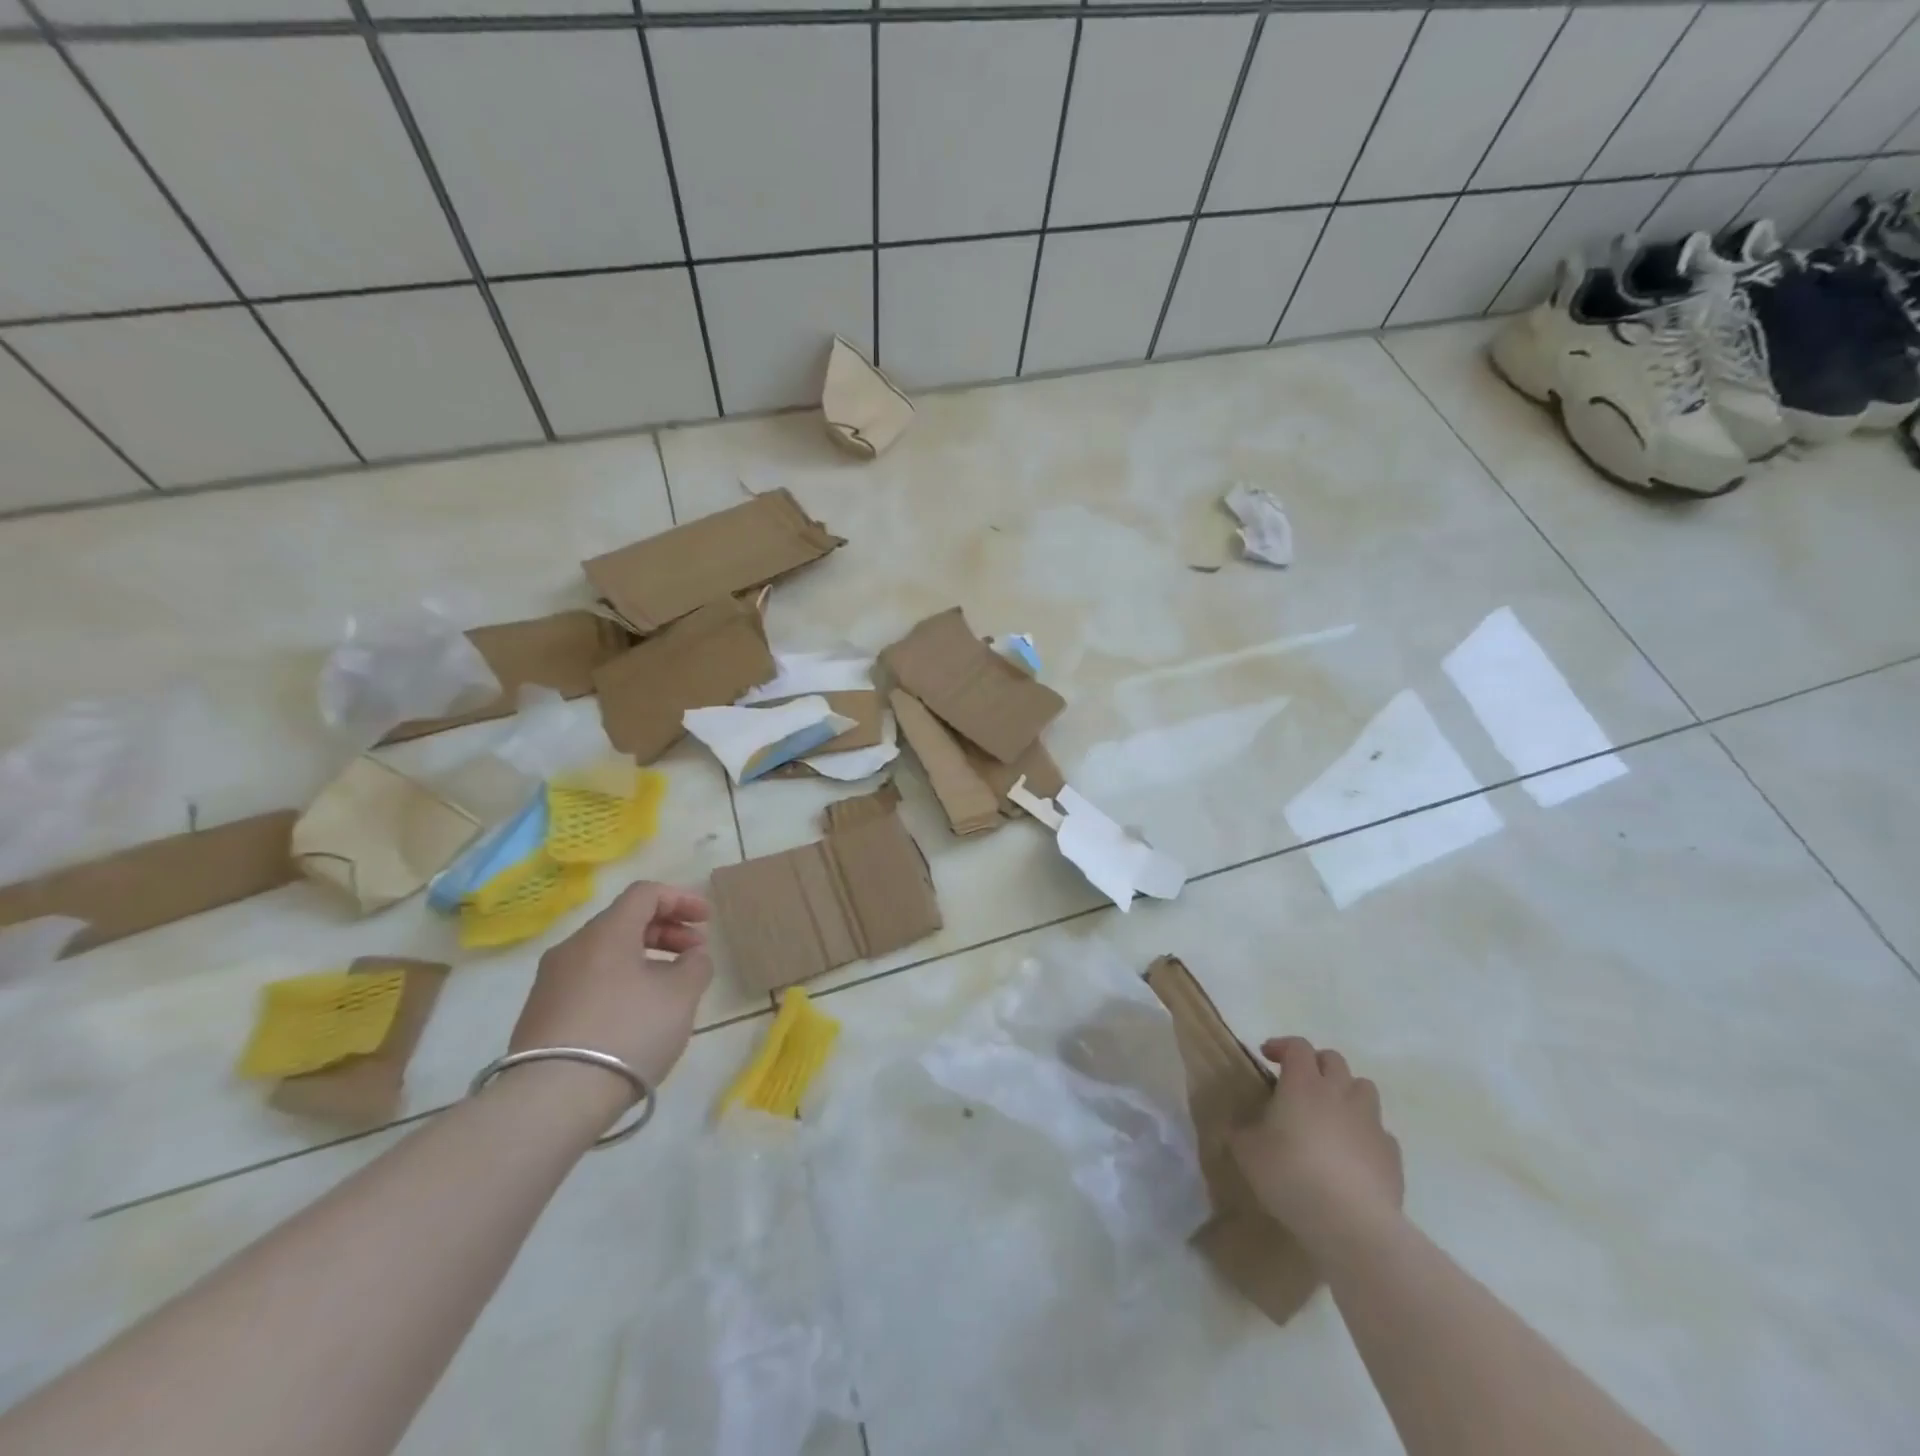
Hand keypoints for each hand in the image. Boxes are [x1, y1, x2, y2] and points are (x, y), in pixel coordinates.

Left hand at [508, 881, 712, 1100]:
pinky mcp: (540, 1015)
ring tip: (669, 987)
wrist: (551, 1100)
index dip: (681, 899)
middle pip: (624, 921)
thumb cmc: (627, 1032)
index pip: (645, 893)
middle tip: (695, 954)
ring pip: (606, 954)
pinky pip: (589, 981)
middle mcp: (573, 947)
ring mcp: (550, 982)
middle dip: (666, 931)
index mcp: (606, 932)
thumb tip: (691, 956)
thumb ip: (695, 965)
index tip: (706, 920)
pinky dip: (620, 982)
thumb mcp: (681, 996)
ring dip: (644, 959)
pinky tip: (636, 1014)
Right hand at [1230, 1036, 1402, 1255]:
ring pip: (1364, 1088)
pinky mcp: (1392, 1155)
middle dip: (1316, 1064)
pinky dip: (1366, 1133)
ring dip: (1347, 1092)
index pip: (1297, 1046)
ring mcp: (1371, 1122)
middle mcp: (1340, 1093)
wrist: (1352, 1224)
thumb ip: (1241, 1131)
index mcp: (1303, 1084)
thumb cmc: (1291, 1175)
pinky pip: (1380, 1131)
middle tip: (1299, 1082)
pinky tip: (1353, 1154)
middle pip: (1334, 1060)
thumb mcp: (1247, 1152)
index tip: (1266, 1056)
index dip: (1282, 1046)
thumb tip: (1238, 1126)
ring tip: (1331, 1113)